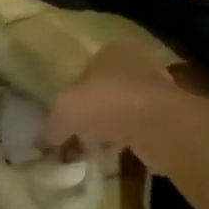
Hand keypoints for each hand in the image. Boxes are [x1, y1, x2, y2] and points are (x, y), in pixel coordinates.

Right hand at [43, 42, 208, 159]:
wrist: (159, 126)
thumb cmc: (105, 103)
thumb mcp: (64, 113)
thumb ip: (51, 127)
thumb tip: (40, 142)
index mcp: (109, 51)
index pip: (83, 71)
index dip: (70, 96)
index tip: (62, 119)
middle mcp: (134, 64)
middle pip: (103, 92)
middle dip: (89, 115)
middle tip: (75, 137)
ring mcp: (155, 91)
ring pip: (121, 112)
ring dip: (107, 130)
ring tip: (92, 151)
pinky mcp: (168, 118)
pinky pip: (137, 130)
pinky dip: (125, 142)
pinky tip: (113, 157)